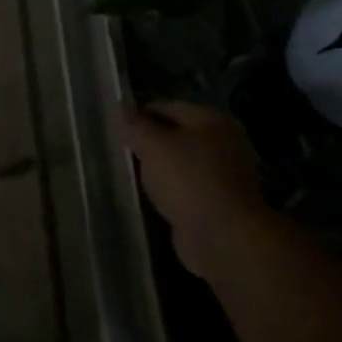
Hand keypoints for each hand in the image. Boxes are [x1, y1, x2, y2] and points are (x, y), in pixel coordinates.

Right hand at [123, 101, 279, 281]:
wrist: (224, 235)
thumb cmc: (188, 180)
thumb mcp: (153, 146)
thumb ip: (135, 126)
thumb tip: (121, 108)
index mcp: (212, 121)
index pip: (168, 106)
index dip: (140, 114)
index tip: (116, 127)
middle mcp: (223, 142)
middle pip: (177, 134)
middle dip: (149, 142)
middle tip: (120, 151)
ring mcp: (225, 174)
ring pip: (181, 162)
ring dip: (159, 167)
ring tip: (131, 174)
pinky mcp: (220, 201)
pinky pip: (187, 186)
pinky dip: (169, 189)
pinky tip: (151, 195)